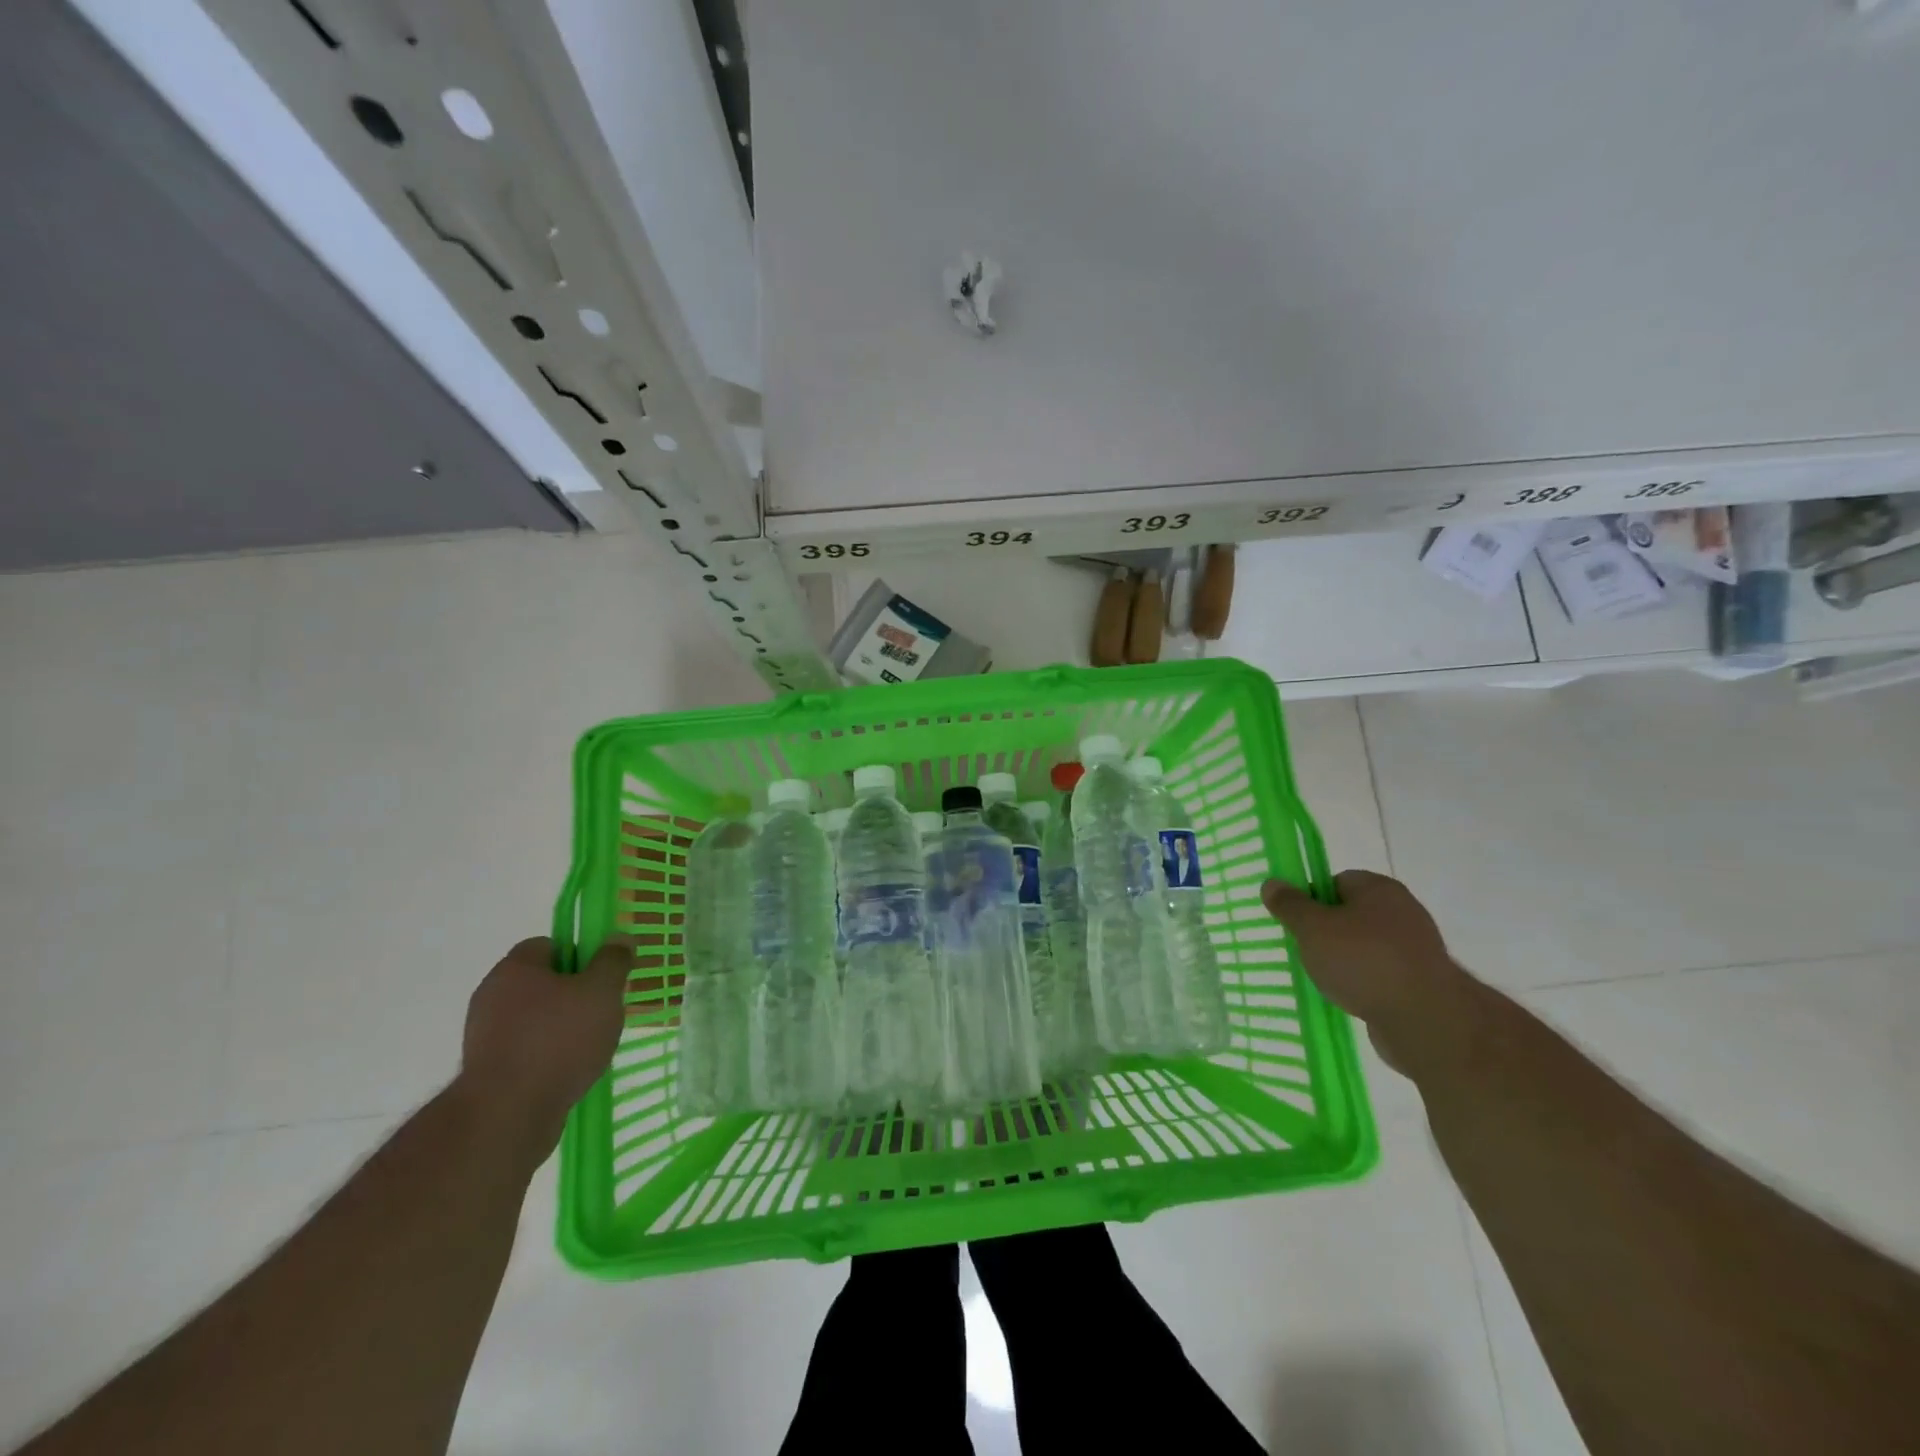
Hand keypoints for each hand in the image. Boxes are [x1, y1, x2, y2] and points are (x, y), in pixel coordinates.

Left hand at [458, 937, 630, 1162]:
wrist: (506, 1116)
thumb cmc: (558, 1040)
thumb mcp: (601, 992)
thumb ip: (613, 961)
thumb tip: (619, 937)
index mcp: (514, 969)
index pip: (547, 944)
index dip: (578, 954)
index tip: (600, 976)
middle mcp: (491, 995)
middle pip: (541, 982)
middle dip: (572, 993)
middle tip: (600, 1010)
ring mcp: (483, 1035)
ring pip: (533, 1018)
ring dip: (559, 1027)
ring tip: (588, 1047)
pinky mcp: (484, 1071)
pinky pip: (524, 1050)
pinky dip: (545, 1056)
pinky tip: (567, 1071)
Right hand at [1260, 870, 1474, 1073]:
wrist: (1426, 1022)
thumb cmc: (1364, 962)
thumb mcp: (1313, 929)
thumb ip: (1290, 905)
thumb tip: (1272, 883)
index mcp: (1379, 888)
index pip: (1336, 881)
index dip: (1312, 900)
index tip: (1298, 924)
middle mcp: (1402, 910)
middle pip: (1350, 913)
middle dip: (1326, 931)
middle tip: (1307, 951)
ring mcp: (1416, 947)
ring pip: (1365, 945)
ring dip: (1345, 960)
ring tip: (1326, 979)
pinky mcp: (1422, 981)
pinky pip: (1381, 973)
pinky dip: (1364, 982)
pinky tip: (1351, 997)